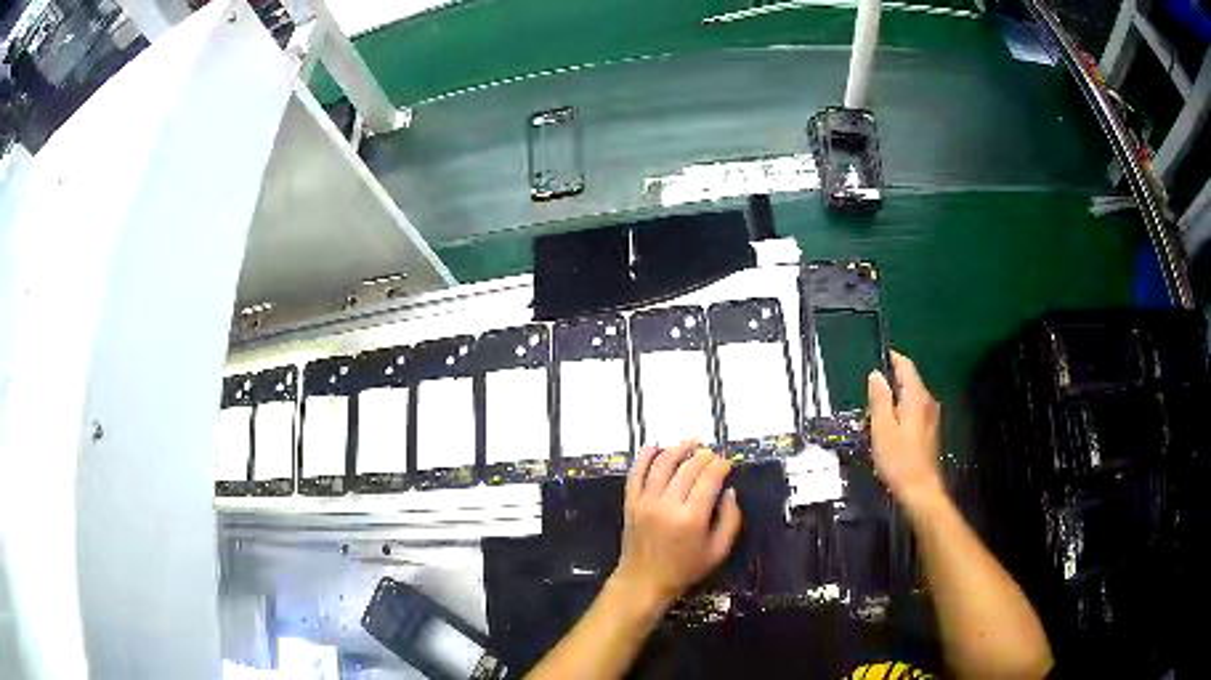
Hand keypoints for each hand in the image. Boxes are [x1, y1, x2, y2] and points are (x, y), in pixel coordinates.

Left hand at [611, 441, 742, 610]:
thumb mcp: (718, 551)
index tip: (727, 463)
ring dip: (678, 448)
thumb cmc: (684, 569)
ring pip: (663, 464)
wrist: (644, 581)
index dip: (720, 465)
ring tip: (691, 442)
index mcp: (692, 517)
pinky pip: (636, 473)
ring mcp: (646, 501)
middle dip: (703, 455)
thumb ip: (730, 520)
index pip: (709, 478)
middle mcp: (668, 504)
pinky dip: (645, 457)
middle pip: (688, 467)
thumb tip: (730, 492)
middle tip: (712, 454)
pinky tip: (655, 446)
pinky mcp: (631, 502)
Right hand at [868, 351, 944, 508]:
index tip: (881, 355)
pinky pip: (915, 411)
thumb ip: (879, 399)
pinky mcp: (930, 432)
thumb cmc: (899, 460)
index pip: (906, 367)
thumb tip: (876, 375)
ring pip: (912, 398)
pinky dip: (902, 412)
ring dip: (896, 399)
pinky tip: (891, 427)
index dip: (894, 358)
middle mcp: (928, 403)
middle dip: (892, 382)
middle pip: (910, 382)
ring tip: (877, 410)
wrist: (921, 490)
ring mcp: (932, 418)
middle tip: (872, 390)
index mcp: (916, 398)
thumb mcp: (882, 429)